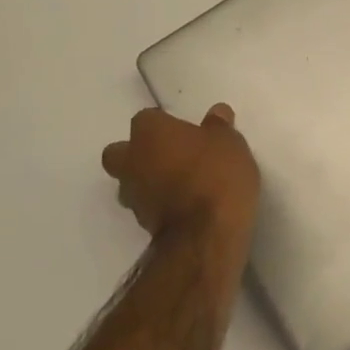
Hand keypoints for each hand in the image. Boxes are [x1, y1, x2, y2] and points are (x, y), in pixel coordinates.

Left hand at [102, 105, 260, 242]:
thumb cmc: (216, 175)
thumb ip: (219, 126)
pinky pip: (146, 206)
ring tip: (179, 184)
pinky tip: (184, 205)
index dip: (165, 124)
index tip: (185, 132)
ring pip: (129, 182)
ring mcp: (134, 196)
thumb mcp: (229, 143)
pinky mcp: (142, 226)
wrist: (206, 236)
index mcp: (149, 132)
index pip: (147, 118)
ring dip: (147, 181)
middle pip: (120, 152)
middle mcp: (132, 161)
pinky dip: (159, 204)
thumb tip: (216, 113)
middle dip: (138, 153)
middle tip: (170, 156)